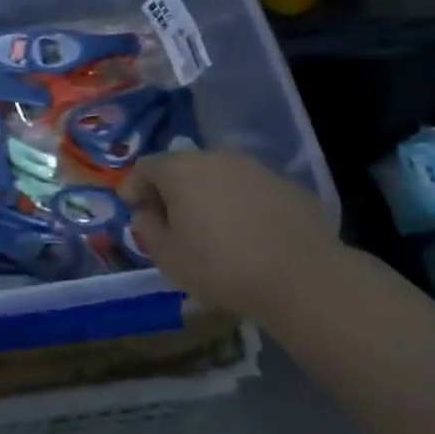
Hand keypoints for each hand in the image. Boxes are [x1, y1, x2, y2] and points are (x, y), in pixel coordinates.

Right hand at [120, 150, 344, 318]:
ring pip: (219, 175)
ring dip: (207, 195)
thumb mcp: (167, 257)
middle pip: (183, 166)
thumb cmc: (219, 265)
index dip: (134, 186)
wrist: (301, 276)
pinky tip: (247, 233)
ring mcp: (255, 168)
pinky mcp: (287, 185)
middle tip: (169, 219)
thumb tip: (148, 212)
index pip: (145, 166)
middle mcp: (216, 157)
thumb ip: (148, 228)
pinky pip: (250, 189)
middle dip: (171, 189)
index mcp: (180, 170)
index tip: (133, 208)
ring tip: (210, 227)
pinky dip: (240, 204)